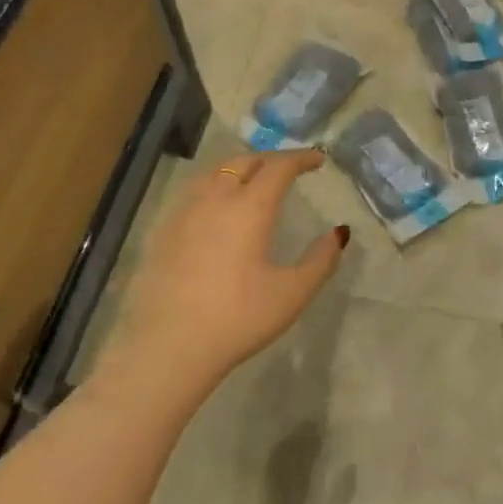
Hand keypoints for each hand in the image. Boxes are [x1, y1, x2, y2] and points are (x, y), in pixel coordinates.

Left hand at [116, 150, 347, 392]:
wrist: (169, 346)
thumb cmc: (238, 318)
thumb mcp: (292, 293)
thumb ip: (321, 259)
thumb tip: (339, 233)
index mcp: (250, 207)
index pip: (279, 166)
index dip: (301, 158)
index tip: (318, 160)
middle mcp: (216, 198)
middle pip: (245, 161)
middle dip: (271, 159)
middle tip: (289, 170)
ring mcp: (184, 211)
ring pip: (215, 172)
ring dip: (241, 167)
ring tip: (254, 180)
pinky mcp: (163, 230)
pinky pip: (194, 191)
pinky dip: (215, 185)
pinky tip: (217, 206)